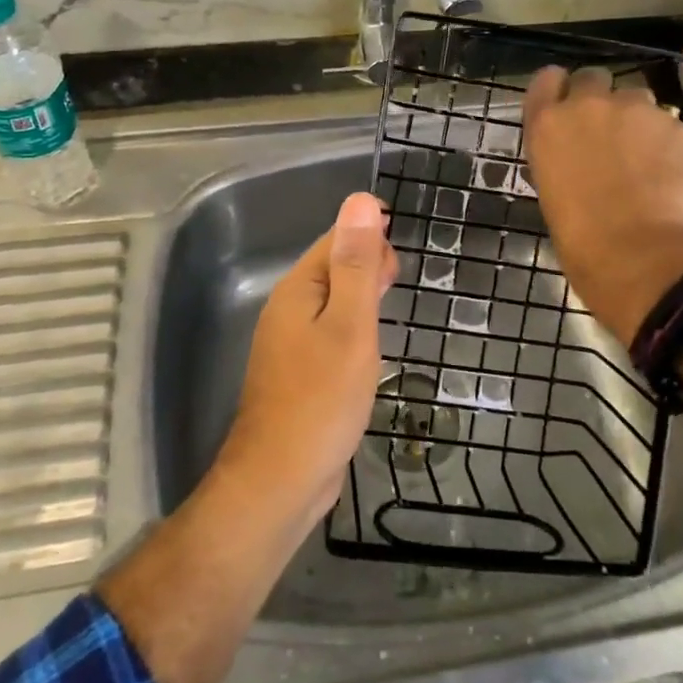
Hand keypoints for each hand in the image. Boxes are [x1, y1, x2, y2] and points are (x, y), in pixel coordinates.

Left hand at [217, 192, 395, 528]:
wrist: (280, 481)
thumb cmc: (321, 399)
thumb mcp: (349, 325)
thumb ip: (356, 264)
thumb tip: (361, 200)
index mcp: (298, 288)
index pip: (336, 239)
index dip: (370, 236)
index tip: (401, 256)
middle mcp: (289, 308)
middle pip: (333, 266)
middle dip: (368, 263)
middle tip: (398, 282)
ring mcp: (290, 341)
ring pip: (332, 300)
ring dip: (362, 294)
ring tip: (390, 303)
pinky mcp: (299, 371)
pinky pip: (329, 330)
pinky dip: (353, 324)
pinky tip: (368, 343)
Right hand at [522, 66, 682, 348]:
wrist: (645, 256)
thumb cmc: (583, 243)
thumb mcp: (553, 197)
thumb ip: (562, 164)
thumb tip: (577, 164)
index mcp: (547, 125)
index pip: (546, 80)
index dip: (559, 89)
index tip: (566, 105)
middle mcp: (587, 106)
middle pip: (592, 78)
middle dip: (600, 98)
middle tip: (608, 132)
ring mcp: (635, 110)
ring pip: (636, 96)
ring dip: (636, 118)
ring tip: (645, 155)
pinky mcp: (676, 124)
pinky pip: (668, 123)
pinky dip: (667, 142)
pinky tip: (671, 173)